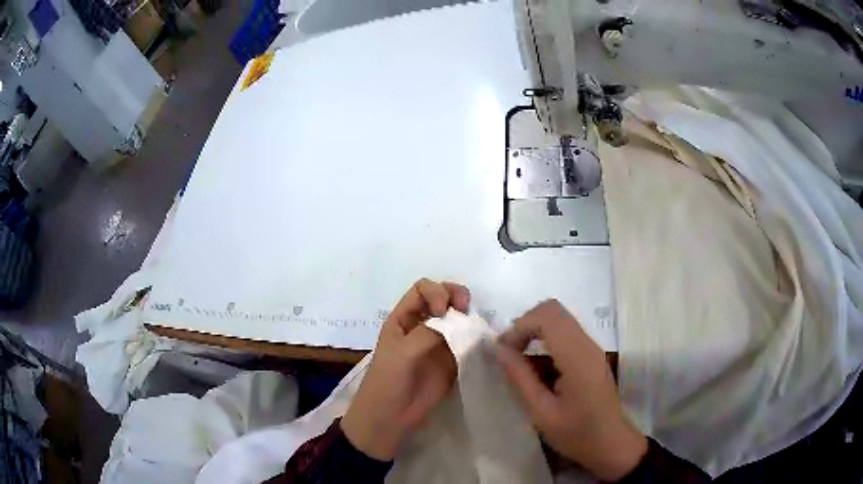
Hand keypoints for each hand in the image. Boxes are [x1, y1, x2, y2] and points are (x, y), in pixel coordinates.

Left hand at [341, 279, 470, 460]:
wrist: (390, 418)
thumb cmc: (388, 381)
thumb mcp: (401, 352)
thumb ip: (428, 332)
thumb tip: (457, 321)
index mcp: (403, 318)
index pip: (423, 289)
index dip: (437, 292)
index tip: (444, 310)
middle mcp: (422, 326)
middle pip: (443, 298)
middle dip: (457, 296)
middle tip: (466, 309)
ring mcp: (438, 343)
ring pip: (457, 319)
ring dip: (468, 317)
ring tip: (475, 326)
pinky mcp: (452, 361)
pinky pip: (466, 342)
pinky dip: (475, 338)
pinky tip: (480, 341)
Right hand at [494, 300, 646, 481]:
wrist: (611, 444)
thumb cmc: (576, 434)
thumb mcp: (541, 412)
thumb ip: (520, 378)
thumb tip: (497, 349)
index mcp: (578, 358)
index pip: (547, 317)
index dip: (519, 327)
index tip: (502, 352)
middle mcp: (587, 344)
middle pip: (553, 310)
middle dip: (524, 325)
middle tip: (508, 352)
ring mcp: (592, 347)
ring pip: (558, 318)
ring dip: (534, 331)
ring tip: (518, 359)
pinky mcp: (592, 354)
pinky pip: (565, 332)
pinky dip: (544, 339)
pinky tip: (536, 366)